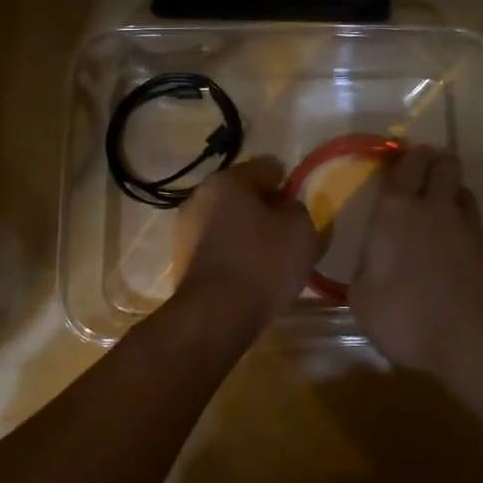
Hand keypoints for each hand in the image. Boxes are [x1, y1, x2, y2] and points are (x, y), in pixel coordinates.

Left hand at [176, 156, 322, 329]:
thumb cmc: (263, 262)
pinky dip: (231, 253)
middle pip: (242, 193)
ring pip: (226, 220)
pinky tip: (247, 275)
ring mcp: (185, 228)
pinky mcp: (180, 258)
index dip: (287, 184)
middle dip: (263, 208)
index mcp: (229, 179)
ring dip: (245, 231)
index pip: (267, 167)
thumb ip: (298, 209)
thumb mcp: (301, 230)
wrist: (216, 315)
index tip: (298, 208)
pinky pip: (215, 246)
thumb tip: (285, 208)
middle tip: (285, 233)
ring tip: (267, 259)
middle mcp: (200, 195)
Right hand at [346, 145, 482, 379]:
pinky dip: (467, 227)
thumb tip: (374, 263)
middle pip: (443, 165)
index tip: (403, 158)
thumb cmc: (409, 316)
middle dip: (435, 161)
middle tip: (425, 171)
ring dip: (452, 192)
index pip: (405, 166)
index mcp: (396, 211)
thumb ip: (366, 271)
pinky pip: (476, 224)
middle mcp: (434, 207)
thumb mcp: (364, 300)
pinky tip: (458, 247)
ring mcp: (469, 227)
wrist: (479, 340)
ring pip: (463, 191)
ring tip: (442, 207)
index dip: (406, 157)